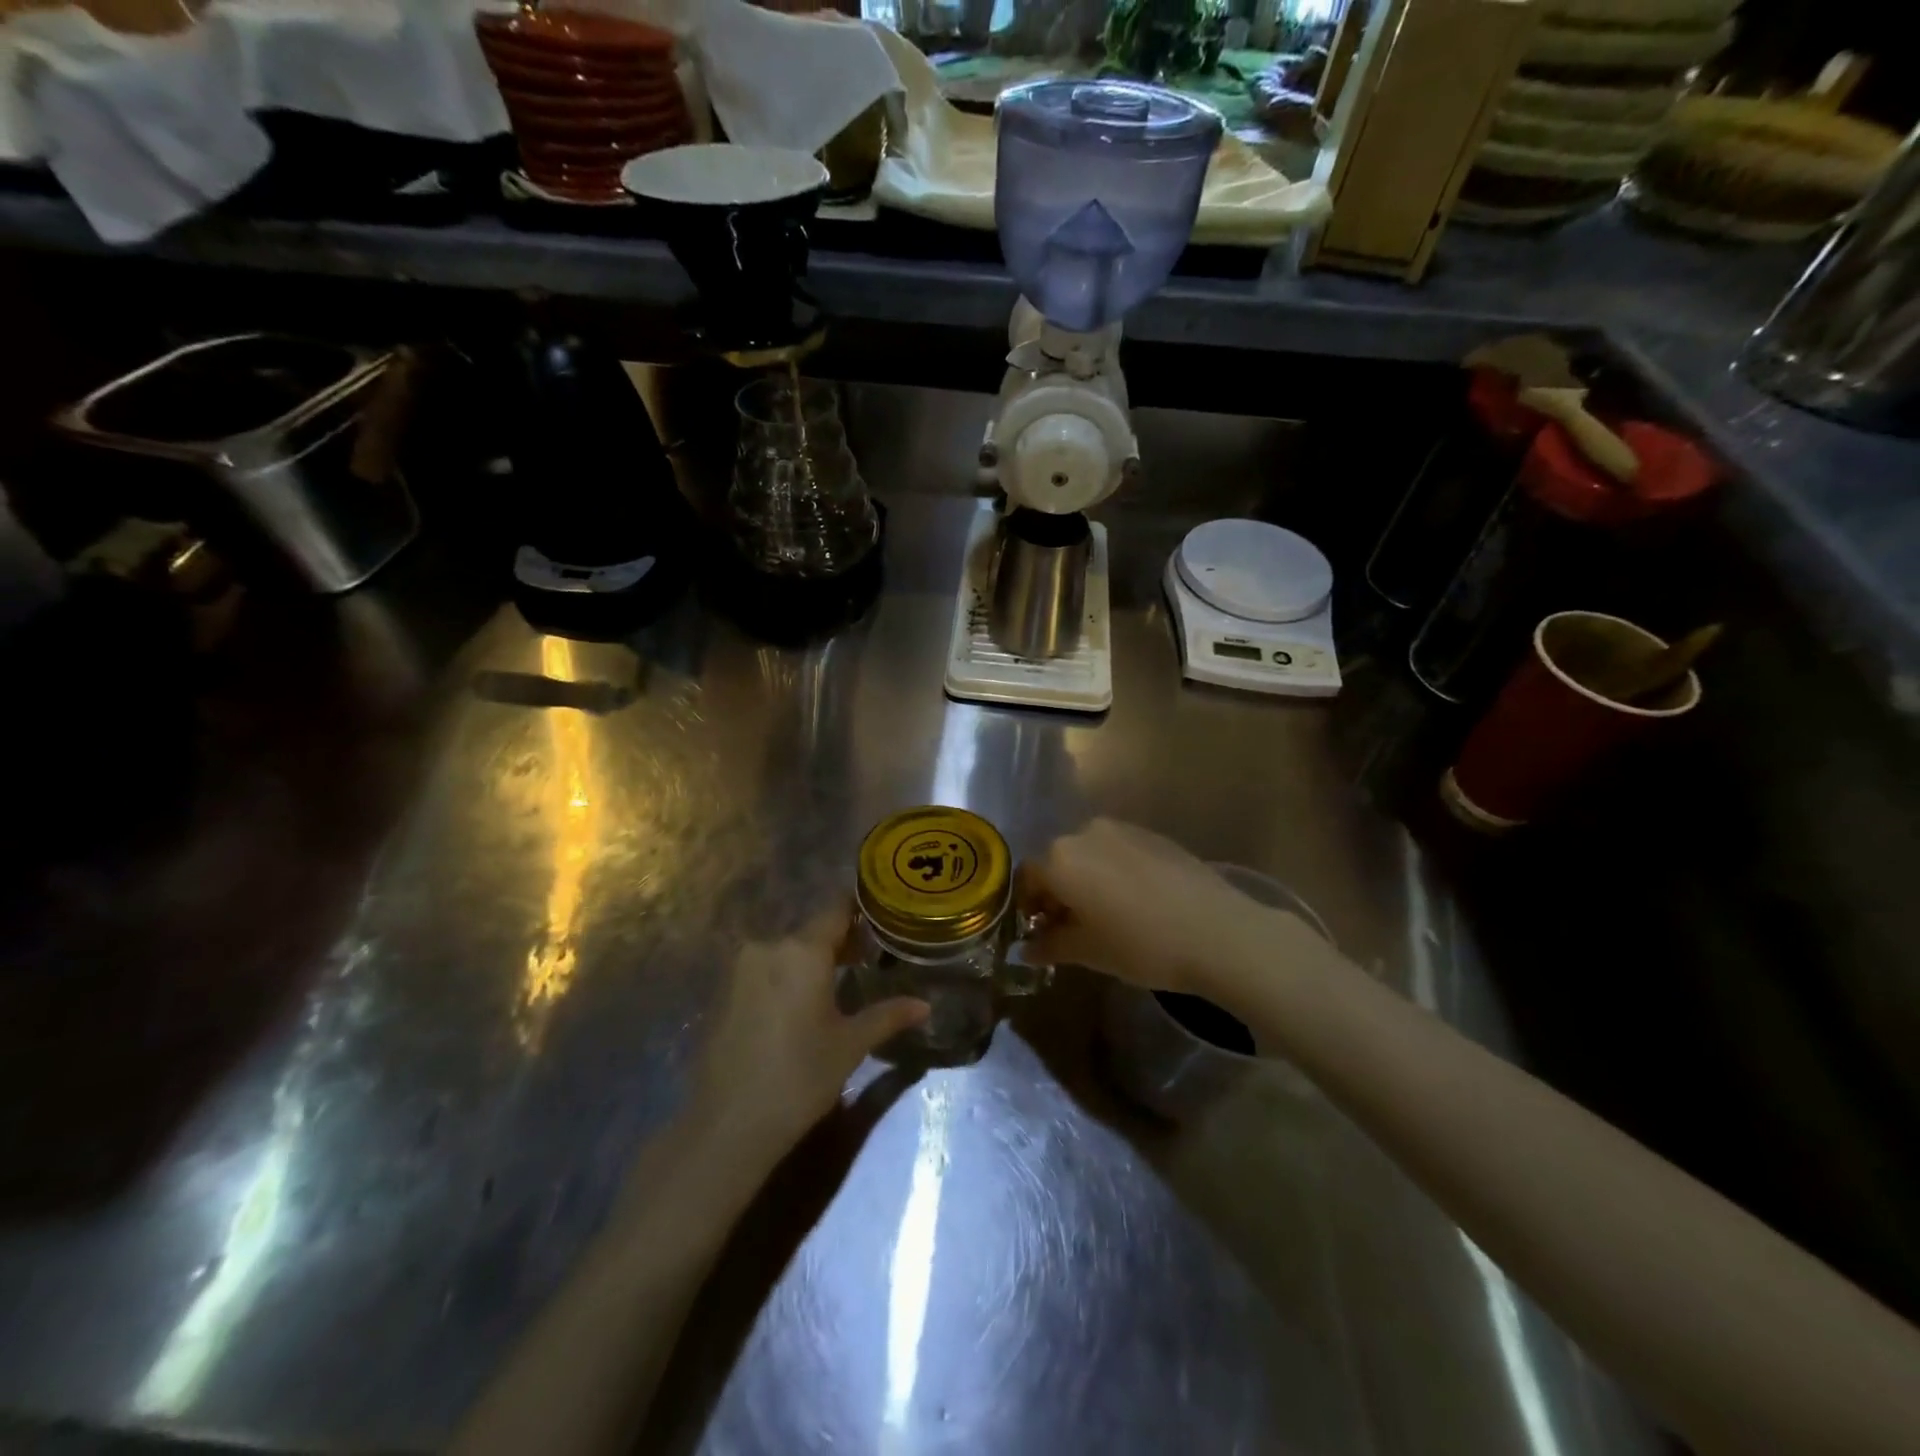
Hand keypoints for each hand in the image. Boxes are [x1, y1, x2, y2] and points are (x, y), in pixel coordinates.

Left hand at [692, 906, 928, 1154]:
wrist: (727, 1125)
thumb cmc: (800, 1077)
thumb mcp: (850, 1045)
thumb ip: (887, 1016)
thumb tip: (924, 1005)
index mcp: (802, 950)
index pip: (836, 910)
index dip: (860, 909)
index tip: (882, 915)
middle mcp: (768, 947)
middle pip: (811, 932)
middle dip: (840, 941)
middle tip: (870, 956)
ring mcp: (740, 969)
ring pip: (786, 952)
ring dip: (811, 961)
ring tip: (839, 982)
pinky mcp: (723, 993)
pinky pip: (764, 971)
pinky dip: (785, 978)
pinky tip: (800, 1005)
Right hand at [1019, 819, 1315, 999]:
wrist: (1218, 932)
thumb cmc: (1142, 946)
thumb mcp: (1089, 953)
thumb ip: (1051, 945)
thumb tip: (1027, 948)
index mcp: (1060, 859)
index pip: (1027, 876)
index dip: (1028, 904)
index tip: (1039, 931)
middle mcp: (1084, 833)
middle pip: (1057, 860)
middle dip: (1057, 892)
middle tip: (1070, 927)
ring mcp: (1122, 829)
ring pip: (1089, 854)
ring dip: (1086, 880)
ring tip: (1105, 914)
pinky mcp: (1152, 834)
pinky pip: (1118, 850)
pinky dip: (1114, 871)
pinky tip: (1135, 901)